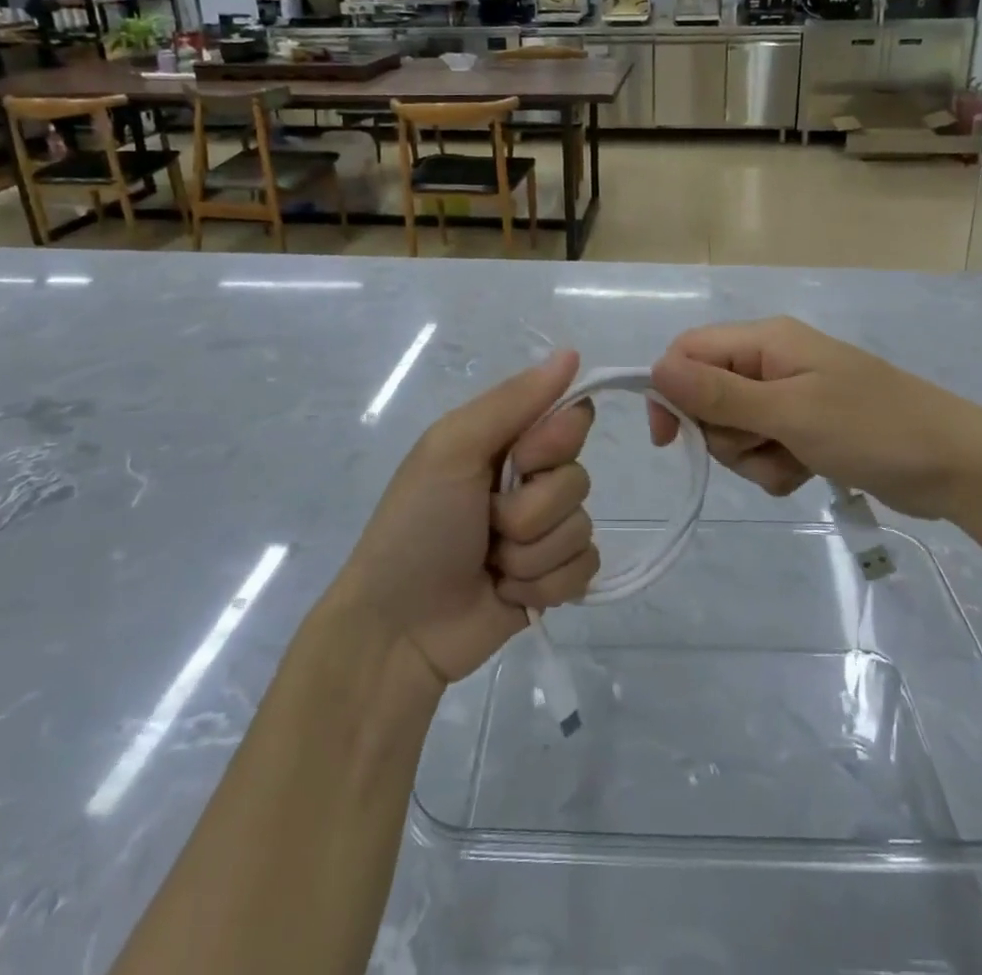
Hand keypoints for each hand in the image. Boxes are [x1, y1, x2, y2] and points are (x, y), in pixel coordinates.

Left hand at [335, 350, 599, 690]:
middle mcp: (528, 481)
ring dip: (532, 554)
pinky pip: (583, 569)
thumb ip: (513, 401)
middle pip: (578, 479)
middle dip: (531, 510)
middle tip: (487, 521)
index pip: (571, 419)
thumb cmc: (417, 527)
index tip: (523, 459)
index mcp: (504, 441)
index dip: (555, 442)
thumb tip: (571, 353)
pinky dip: (544, 586)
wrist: (397, 630)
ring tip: (490, 563)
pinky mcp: (552, 581)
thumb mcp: (453, 449)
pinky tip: (508, 592)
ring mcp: (542, 534)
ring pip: (582, 528)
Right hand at [645, 318, 981, 527]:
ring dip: (753, 456)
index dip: (670, 390)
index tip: (670, 440)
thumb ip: (720, 393)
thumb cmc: (873, 429)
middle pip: (708, 395)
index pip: (689, 352)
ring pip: (734, 428)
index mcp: (767, 341)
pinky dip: (775, 466)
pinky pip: (763, 448)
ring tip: (794, 463)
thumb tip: (655, 370)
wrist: (958, 467)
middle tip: (762, 446)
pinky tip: (806, 473)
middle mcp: (772, 362)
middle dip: (724, 433)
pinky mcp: (806, 428)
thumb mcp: (790, 413)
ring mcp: (791, 396)